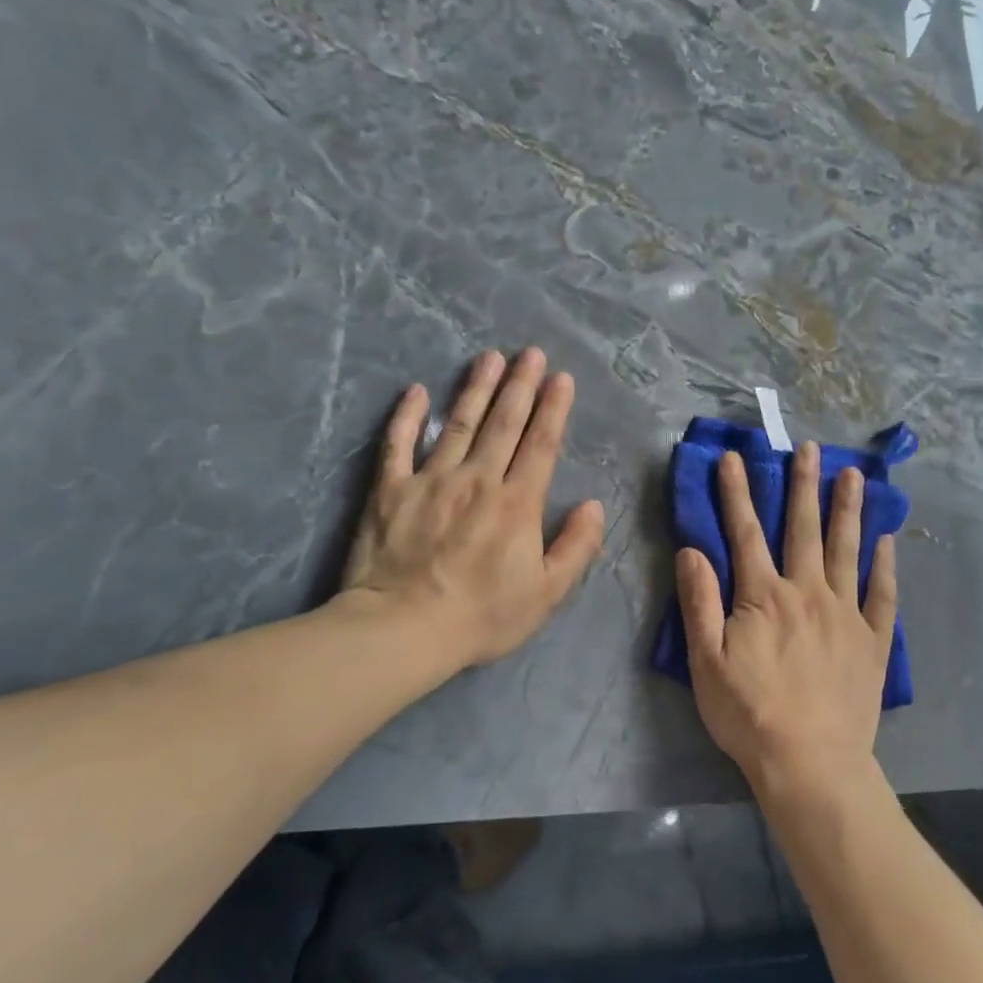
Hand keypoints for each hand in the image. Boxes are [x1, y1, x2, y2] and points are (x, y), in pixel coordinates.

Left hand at [341, 348, 605, 669]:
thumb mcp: (547, 593)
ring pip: (458, 424)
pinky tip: (416, 391)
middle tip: (529, 353)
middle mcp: (477, 480)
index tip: (560, 378)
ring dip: (476, 389)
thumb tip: (593, 505)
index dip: (553, 409)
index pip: (540, 445)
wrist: (403, 629)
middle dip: (520, 385)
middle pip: (503, 423)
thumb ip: (576, 546)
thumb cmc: (482, 616)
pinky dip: (406, 416)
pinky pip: (398, 444)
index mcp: (517, 503)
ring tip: (489, 358)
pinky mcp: (390, 491)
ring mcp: (430, 480)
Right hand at [675, 442, 896, 807]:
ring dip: (848, 510)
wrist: (811, 762)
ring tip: (854, 475)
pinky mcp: (872, 640)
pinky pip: (882, 593)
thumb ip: (700, 602)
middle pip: (803, 529)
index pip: (745, 533)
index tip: (733, 458)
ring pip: (846, 550)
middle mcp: (807, 592)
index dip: (736, 493)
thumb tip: (692, 550)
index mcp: (763, 597)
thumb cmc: (750, 715)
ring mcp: (845, 614)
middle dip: (802, 486)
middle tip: (808, 448)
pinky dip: (885, 564)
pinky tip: (887, 540)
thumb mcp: (706, 663)